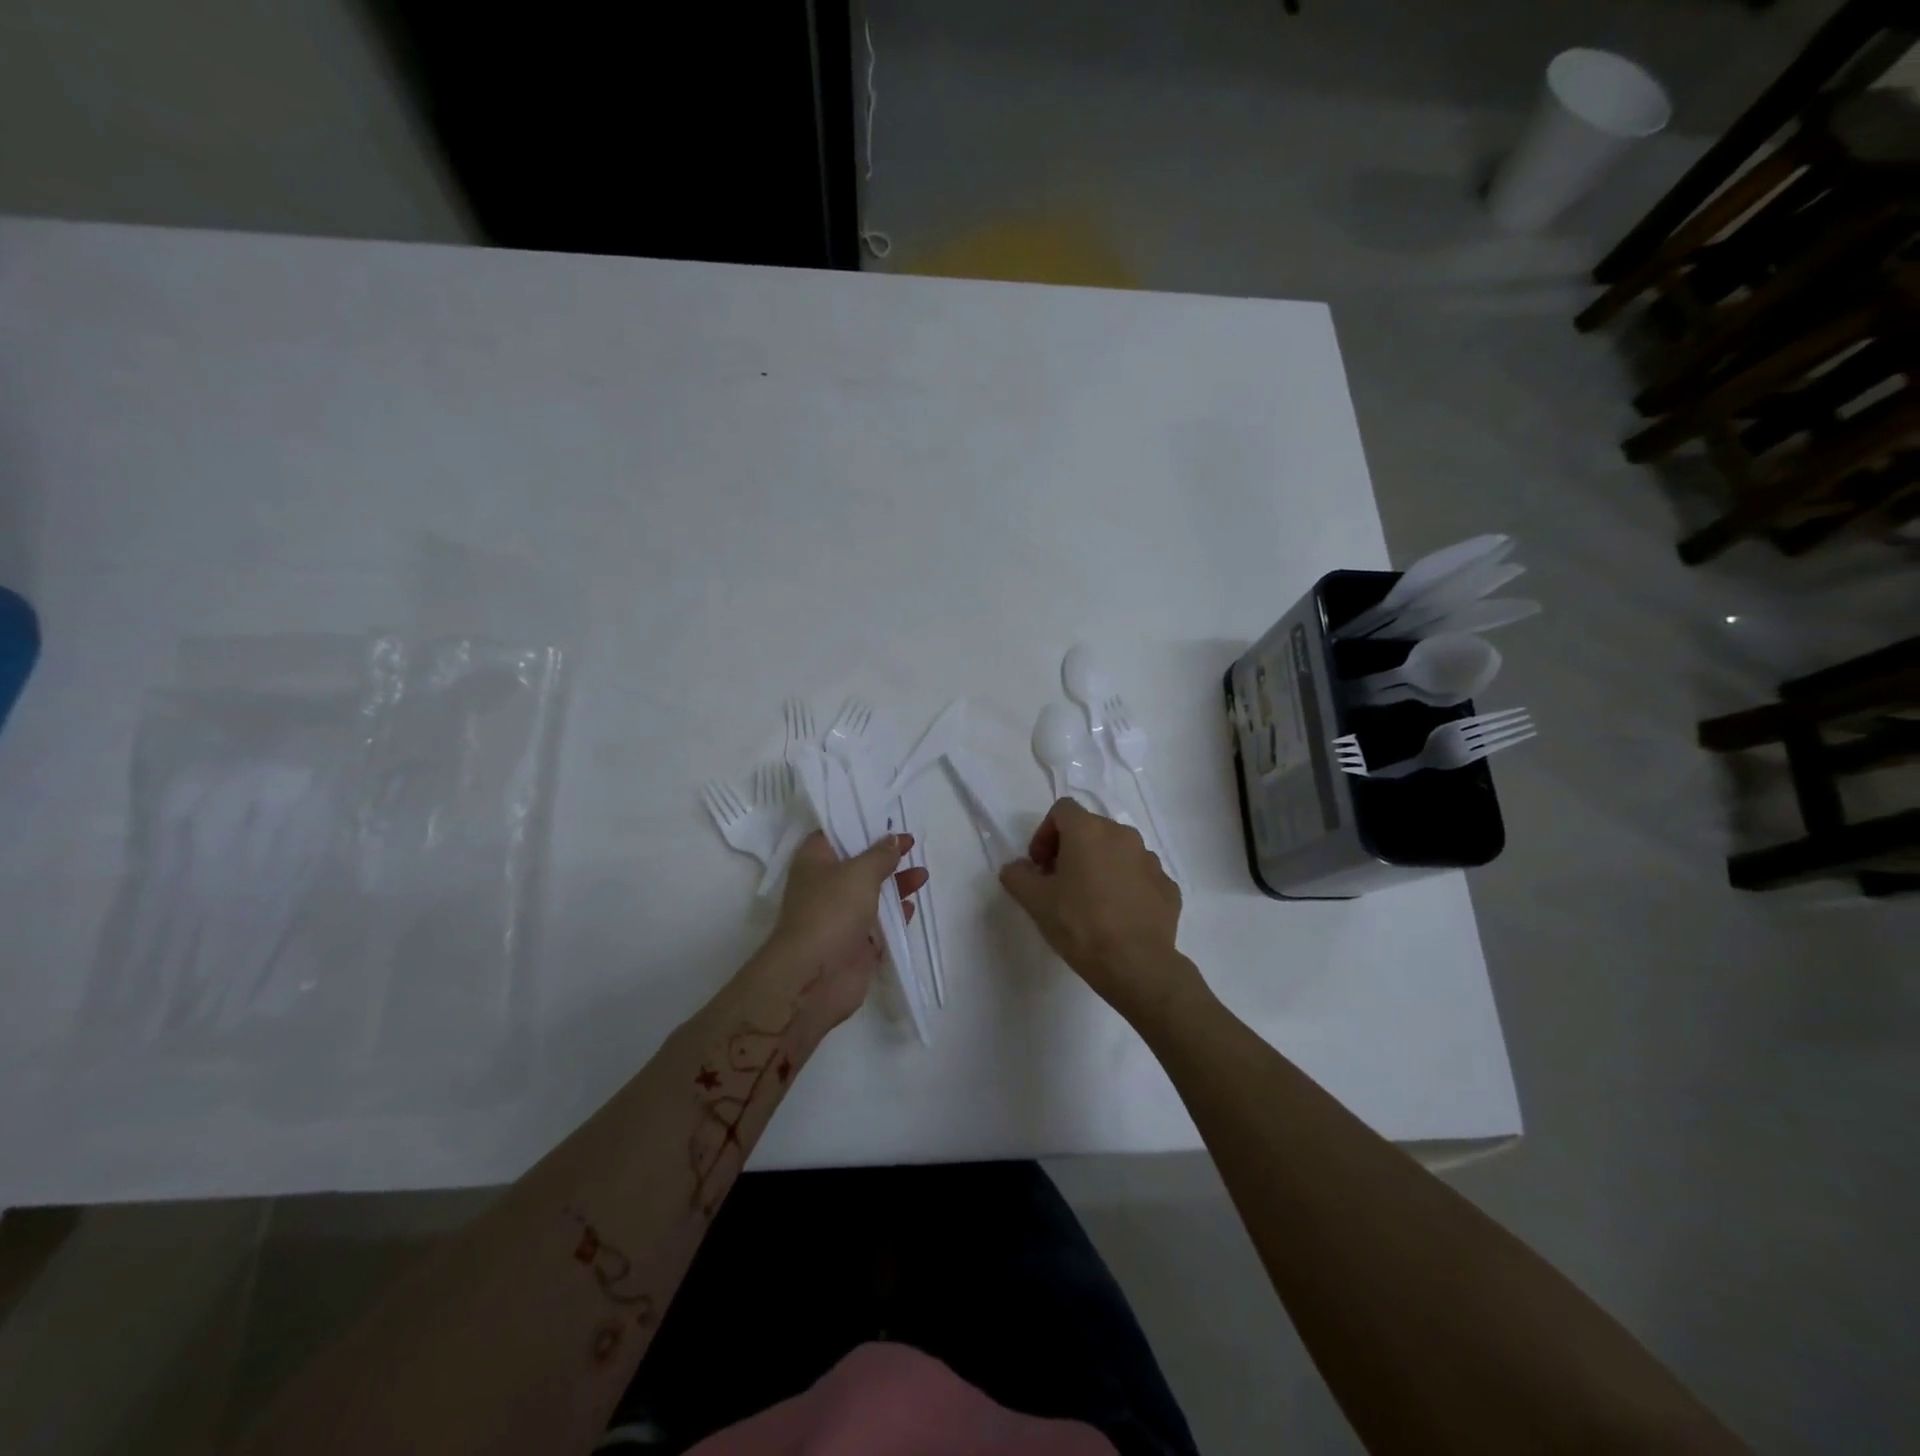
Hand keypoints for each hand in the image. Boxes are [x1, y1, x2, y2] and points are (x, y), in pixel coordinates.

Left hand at [766, 831, 927, 1026]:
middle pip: (857, 864)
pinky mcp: (853, 944)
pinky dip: (895, 915)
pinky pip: (878, 924)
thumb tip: (893, 839)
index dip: (860, 825)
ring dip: (896, 884)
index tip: (888, 821)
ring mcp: (839, 917)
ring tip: (922, 875)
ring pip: (871, 894)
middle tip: (912, 846)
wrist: (815, 976)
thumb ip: (880, 855)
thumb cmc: (832, 911)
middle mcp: (824, 886)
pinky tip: (912, 908)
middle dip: (884, 856)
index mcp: (814, 861)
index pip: (834, 834)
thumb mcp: (860, 872)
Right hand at [999, 799, 1196, 1022]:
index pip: (1062, 810)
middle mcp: (1123, 835)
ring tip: (1090, 900)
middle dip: (1071, 849)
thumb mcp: (1036, 901)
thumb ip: (1018, 876)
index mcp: (1089, 831)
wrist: (1136, 965)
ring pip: (1118, 851)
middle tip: (1059, 883)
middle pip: (1091, 829)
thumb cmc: (1080, 925)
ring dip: (1100, 866)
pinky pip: (1140, 876)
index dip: (1045, 833)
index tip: (1040, 865)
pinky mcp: (1168, 886)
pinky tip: (1117, 915)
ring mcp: (1150, 860)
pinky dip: (1125, 886)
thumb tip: (1016, 868)